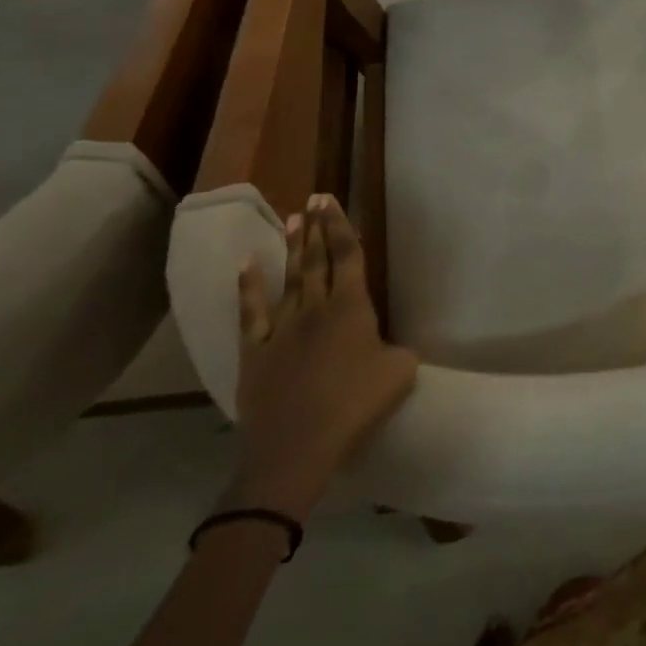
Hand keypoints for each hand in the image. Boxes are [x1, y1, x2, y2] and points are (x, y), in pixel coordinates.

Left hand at [225, 194, 417, 521]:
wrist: (296, 446)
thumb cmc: (355, 406)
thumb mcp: (399, 373)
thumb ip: (398, 350)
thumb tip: (390, 347)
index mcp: (352, 308)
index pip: (349, 256)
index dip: (341, 226)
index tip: (332, 201)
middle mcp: (316, 308)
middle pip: (318, 260)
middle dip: (318, 228)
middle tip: (315, 199)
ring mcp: (282, 328)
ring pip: (289, 279)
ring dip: (292, 248)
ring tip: (293, 218)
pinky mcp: (255, 352)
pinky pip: (251, 313)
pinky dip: (248, 287)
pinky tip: (247, 264)